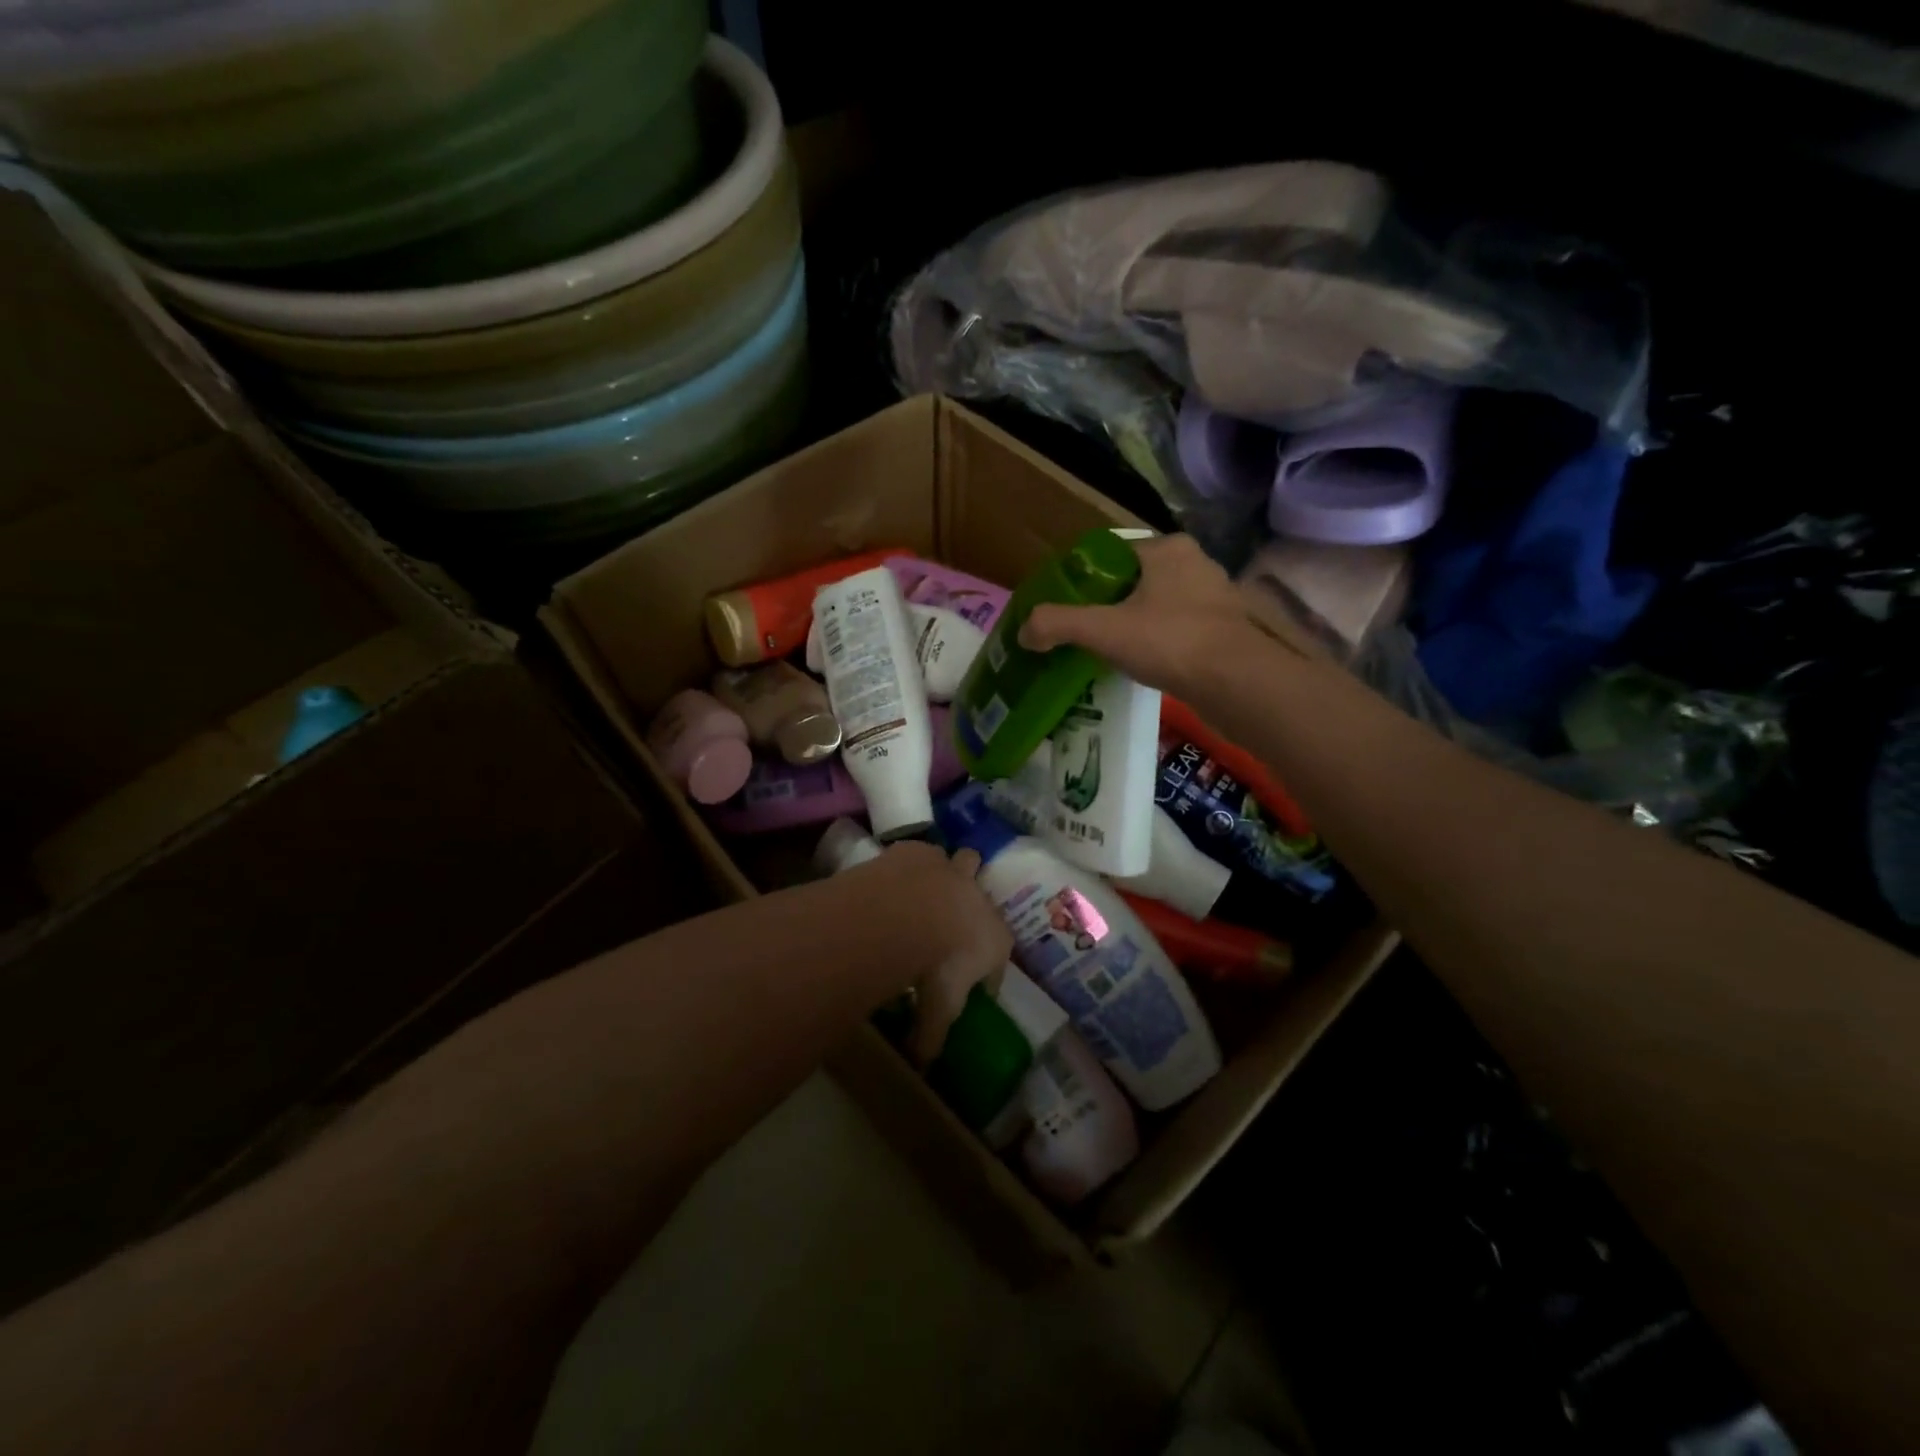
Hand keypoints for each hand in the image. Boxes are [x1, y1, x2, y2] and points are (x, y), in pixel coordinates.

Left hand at [893, 844, 1014, 1066]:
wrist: (912, 912)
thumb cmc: (939, 965)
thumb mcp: (938, 1007)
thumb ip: (931, 1034)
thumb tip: (921, 1065)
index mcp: (995, 939)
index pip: (997, 960)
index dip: (985, 975)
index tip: (970, 987)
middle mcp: (979, 898)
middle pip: (984, 893)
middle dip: (973, 901)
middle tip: (952, 916)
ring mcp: (950, 869)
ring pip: (961, 861)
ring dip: (948, 873)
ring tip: (925, 889)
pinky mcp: (919, 852)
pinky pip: (919, 854)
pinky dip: (910, 866)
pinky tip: (893, 879)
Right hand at [1019, 534, 1257, 697]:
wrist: (1237, 683)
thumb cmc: (1170, 642)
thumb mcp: (1103, 630)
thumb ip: (1058, 624)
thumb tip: (1025, 631)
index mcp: (1167, 548)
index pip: (1112, 555)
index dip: (1084, 580)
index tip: (1066, 607)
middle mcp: (1196, 563)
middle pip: (1135, 581)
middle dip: (1109, 605)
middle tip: (1083, 633)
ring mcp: (1216, 596)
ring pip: (1159, 606)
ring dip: (1135, 625)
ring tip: (1109, 651)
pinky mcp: (1226, 628)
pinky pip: (1179, 628)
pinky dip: (1159, 642)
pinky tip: (1144, 664)